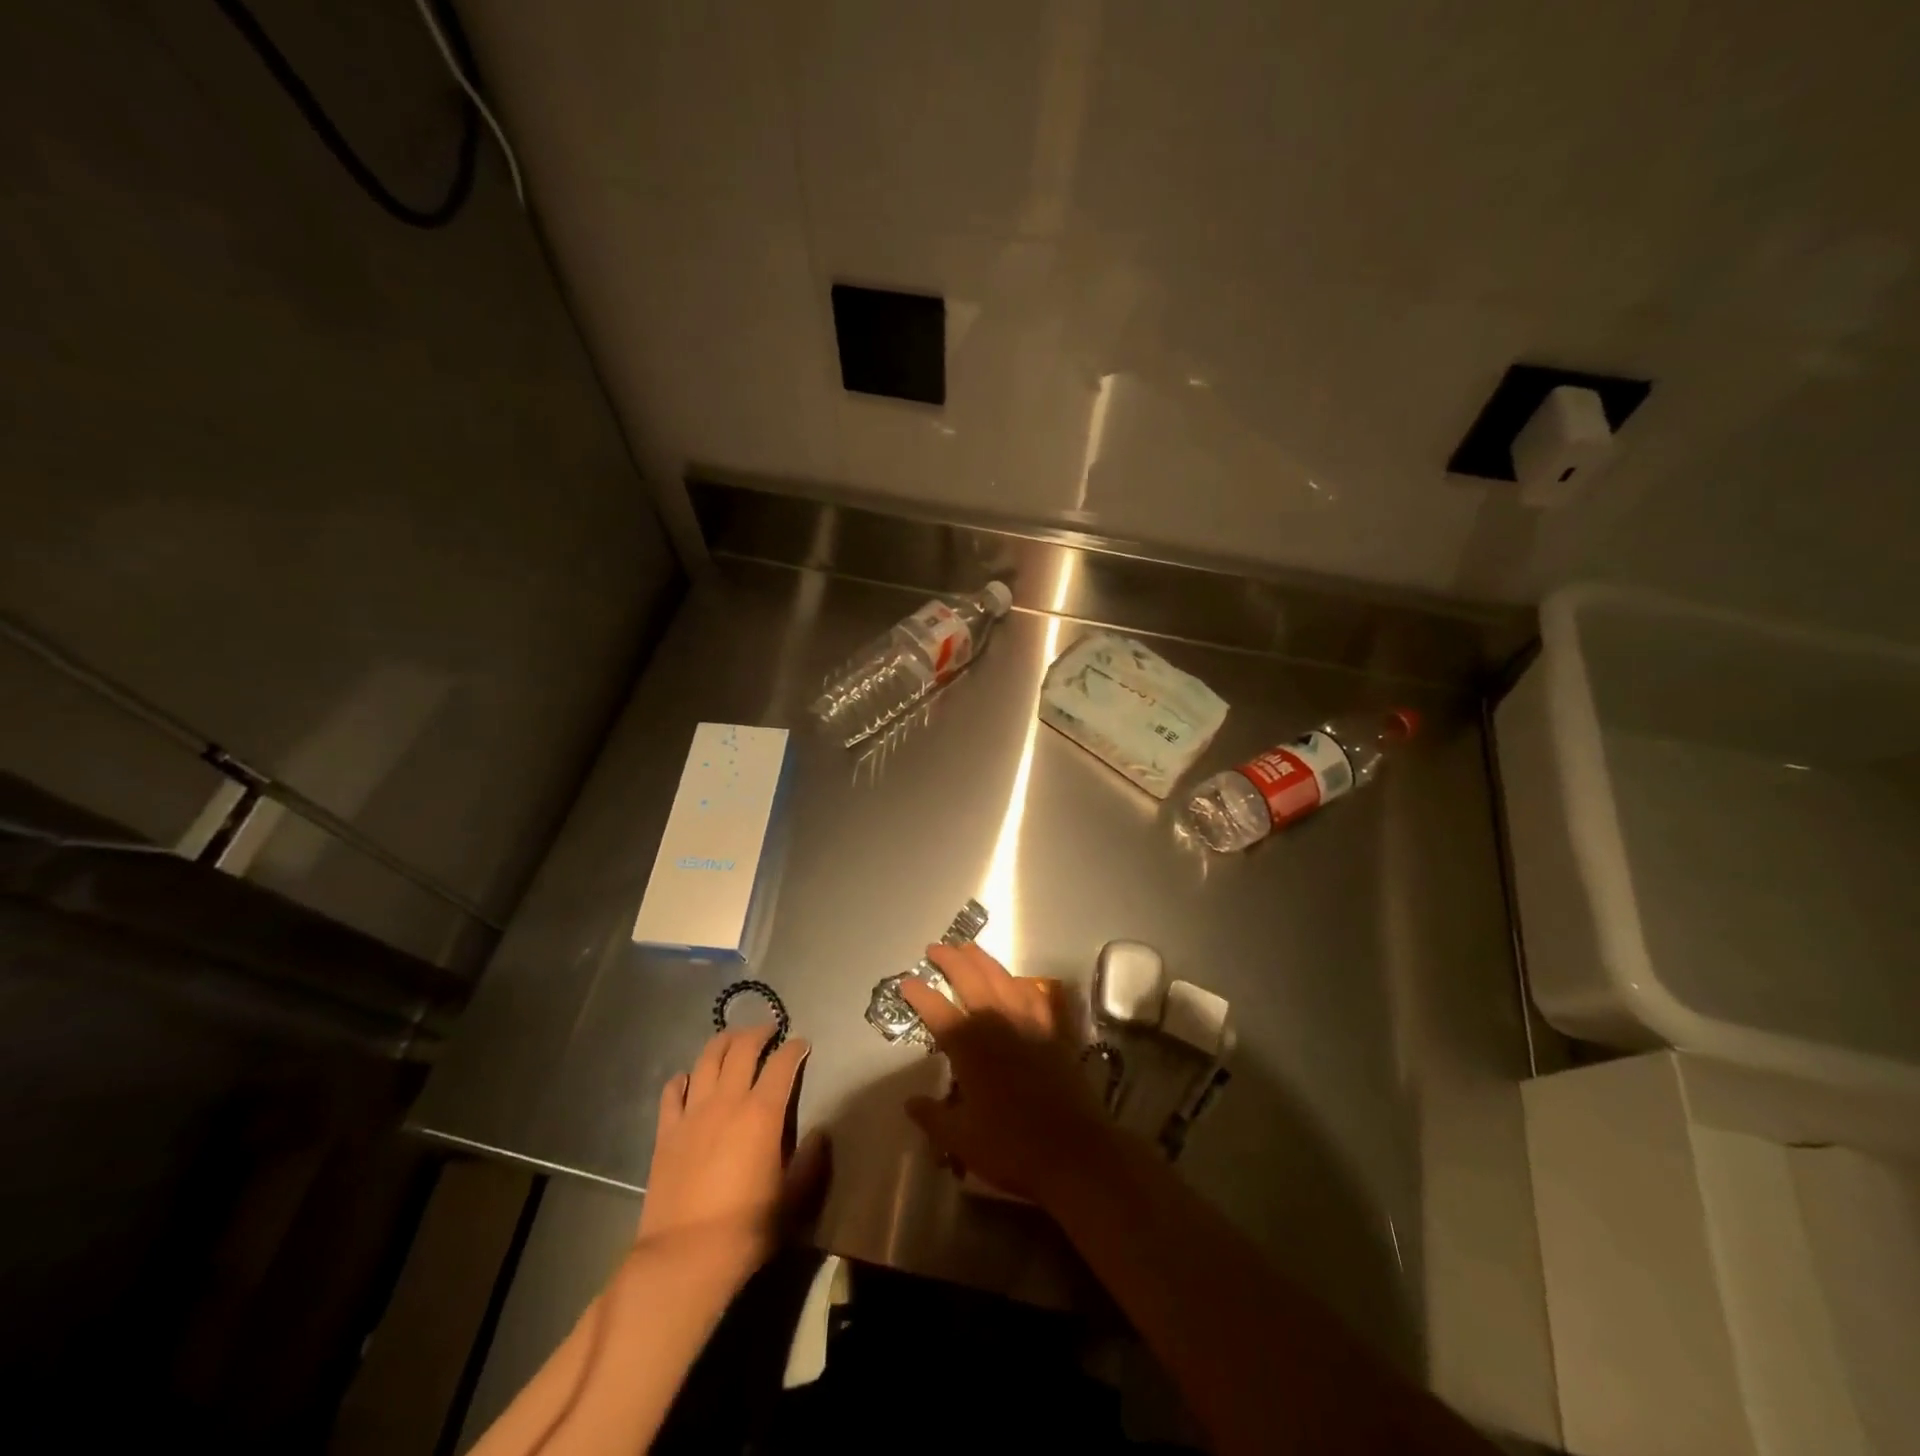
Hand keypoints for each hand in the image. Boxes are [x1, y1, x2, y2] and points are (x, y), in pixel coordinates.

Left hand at [639, 1023, 829, 1272]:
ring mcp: (693, 1113)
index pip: (782, 1064)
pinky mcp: (666, 1132)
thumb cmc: (747, 1229)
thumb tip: (820, 1133)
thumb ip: (811, 1161)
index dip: (794, 1048)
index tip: (801, 1044)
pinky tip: (688, 1079)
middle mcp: (727, 1101)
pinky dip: (683, 1079)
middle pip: (742, 1049)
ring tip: (732, 1039)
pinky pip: (672, 1093)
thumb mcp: (793, 1198)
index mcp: (763, 1113)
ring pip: (707, 1060)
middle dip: (758, 1033)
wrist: (684, 1258)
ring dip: (722, 1042)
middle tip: (768, 1030)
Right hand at [899, 943, 1116, 1204]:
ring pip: (1003, 978)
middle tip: (935, 947)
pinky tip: (1017, 979)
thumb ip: (932, 1117)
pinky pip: (1036, 996)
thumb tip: (910, 1103)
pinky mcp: (1054, 1031)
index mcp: (970, 1047)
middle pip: (971, 979)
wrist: (1074, 1151)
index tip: (906, 982)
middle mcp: (998, 1024)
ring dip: (983, 960)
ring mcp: (1029, 1022)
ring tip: (969, 948)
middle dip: (951, 960)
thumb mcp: (961, 1140)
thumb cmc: (1012, 1146)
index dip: (919, 995)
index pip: (938, 1011)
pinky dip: (1022, 983)